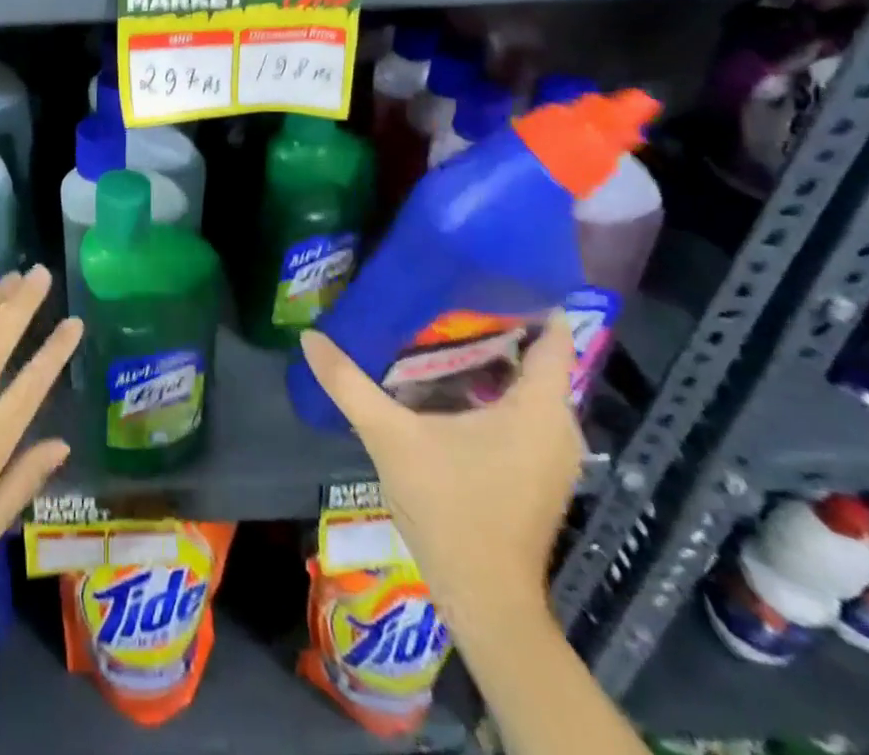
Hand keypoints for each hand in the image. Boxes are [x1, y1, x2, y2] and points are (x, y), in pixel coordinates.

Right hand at [298, 312, 583, 632]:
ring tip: (437, 324)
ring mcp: (552, 453)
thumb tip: (310, 337)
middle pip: (536, 356)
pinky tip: (444, 380)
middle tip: (441, 290)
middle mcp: (558, 426)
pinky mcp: (538, 471)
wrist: (485, 599)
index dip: (526, 297)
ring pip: (527, 385)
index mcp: (538, 409)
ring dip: (489, 356)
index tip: (481, 268)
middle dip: (492, 321)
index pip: (554, 335)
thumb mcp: (390, 437)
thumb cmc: (449, 508)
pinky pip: (522, 410)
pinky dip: (491, 387)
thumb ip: (348, 383)